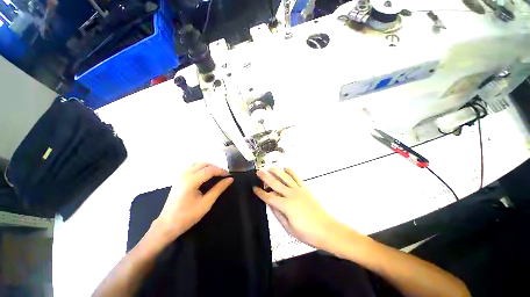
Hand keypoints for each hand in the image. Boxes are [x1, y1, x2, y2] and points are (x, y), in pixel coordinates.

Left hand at [154, 163, 232, 240]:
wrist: (167, 225)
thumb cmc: (187, 216)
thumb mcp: (206, 203)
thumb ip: (219, 189)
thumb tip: (230, 179)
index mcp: (191, 181)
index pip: (210, 170)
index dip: (221, 171)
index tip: (229, 176)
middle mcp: (185, 175)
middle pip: (204, 164)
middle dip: (216, 167)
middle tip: (224, 175)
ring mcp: (180, 176)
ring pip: (197, 164)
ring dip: (209, 166)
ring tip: (216, 174)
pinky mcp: (178, 179)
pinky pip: (192, 167)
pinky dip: (202, 168)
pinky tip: (205, 175)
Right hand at [254, 168, 345, 250]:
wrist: (326, 229)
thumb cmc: (307, 232)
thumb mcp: (289, 227)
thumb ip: (278, 214)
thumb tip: (270, 204)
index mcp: (286, 205)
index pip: (269, 197)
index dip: (261, 193)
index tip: (254, 188)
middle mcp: (291, 195)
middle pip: (275, 183)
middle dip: (265, 177)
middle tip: (258, 171)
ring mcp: (299, 190)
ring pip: (285, 177)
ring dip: (277, 171)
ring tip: (270, 168)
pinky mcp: (305, 188)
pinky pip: (297, 177)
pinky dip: (291, 172)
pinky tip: (286, 168)